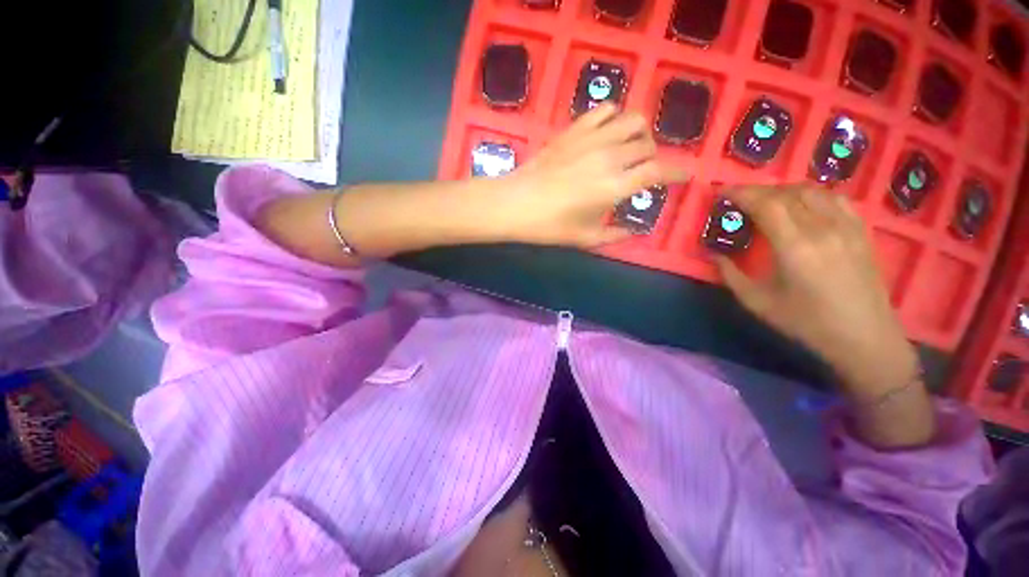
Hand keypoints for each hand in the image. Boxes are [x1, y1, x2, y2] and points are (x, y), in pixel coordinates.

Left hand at [490, 104, 687, 246]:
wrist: (515, 204)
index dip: (677, 172)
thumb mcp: (584, 239)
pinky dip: (615, 117)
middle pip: (648, 145)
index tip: (684, 175)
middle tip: (643, 170)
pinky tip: (608, 132)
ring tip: (629, 148)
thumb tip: (632, 232)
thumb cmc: (549, 226)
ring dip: (639, 133)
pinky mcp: (574, 130)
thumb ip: (614, 236)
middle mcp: (610, 157)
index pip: (659, 171)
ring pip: (633, 120)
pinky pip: (604, 110)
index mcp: (615, 187)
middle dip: (653, 157)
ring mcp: (592, 138)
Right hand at [715, 185, 919, 398]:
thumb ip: (731, 275)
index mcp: (795, 246)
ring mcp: (847, 227)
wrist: (864, 337)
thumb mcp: (758, 303)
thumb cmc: (807, 323)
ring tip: (768, 201)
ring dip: (784, 191)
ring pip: (812, 191)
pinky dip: (811, 195)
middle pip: (787, 193)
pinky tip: (803, 205)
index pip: (766, 204)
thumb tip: (714, 255)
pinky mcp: (860, 231)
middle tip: (739, 199)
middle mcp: (823, 228)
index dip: (741, 193)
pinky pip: (834, 199)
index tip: (722, 191)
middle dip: (758, 191)